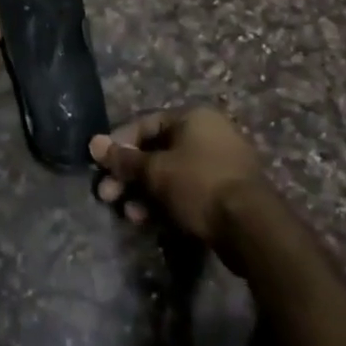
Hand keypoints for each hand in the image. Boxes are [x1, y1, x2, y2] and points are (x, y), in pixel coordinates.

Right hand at [90, 107, 268, 253]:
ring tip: (129, 214)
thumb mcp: (156, 171)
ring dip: (145, 192)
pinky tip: (149, 221)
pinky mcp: (226, 192)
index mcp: (193, 117)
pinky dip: (166, 202)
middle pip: (157, 150)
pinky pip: (187, 190)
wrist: (251, 228)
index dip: (119, 144)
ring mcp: (220, 163)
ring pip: (171, 173)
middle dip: (129, 174)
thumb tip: (94, 143)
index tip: (100, 165)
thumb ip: (124, 159)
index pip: (145, 123)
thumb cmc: (199, 185)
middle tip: (108, 195)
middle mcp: (208, 133)